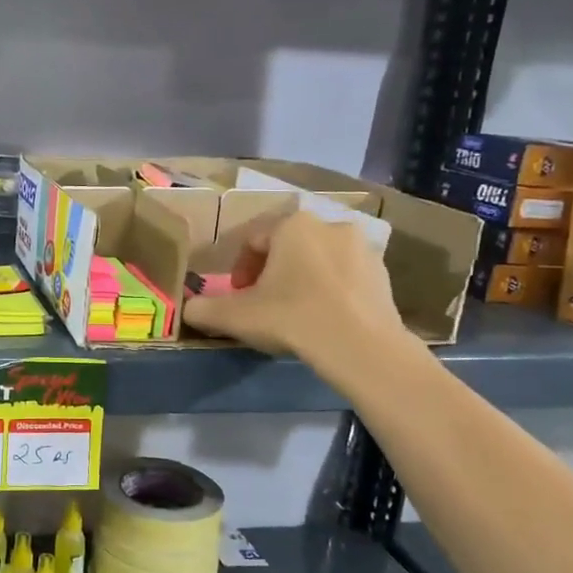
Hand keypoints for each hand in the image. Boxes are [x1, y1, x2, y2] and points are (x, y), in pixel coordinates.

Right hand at [183, 210, 411, 385]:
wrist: (360, 348)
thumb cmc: (291, 318)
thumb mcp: (234, 316)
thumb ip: (202, 309)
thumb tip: (187, 308)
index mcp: (292, 224)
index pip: (252, 241)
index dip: (239, 270)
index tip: (238, 297)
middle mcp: (329, 225)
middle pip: (288, 248)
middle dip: (272, 273)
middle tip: (263, 305)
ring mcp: (363, 248)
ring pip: (318, 261)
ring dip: (303, 280)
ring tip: (295, 314)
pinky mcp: (384, 274)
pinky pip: (346, 278)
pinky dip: (331, 292)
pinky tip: (324, 321)